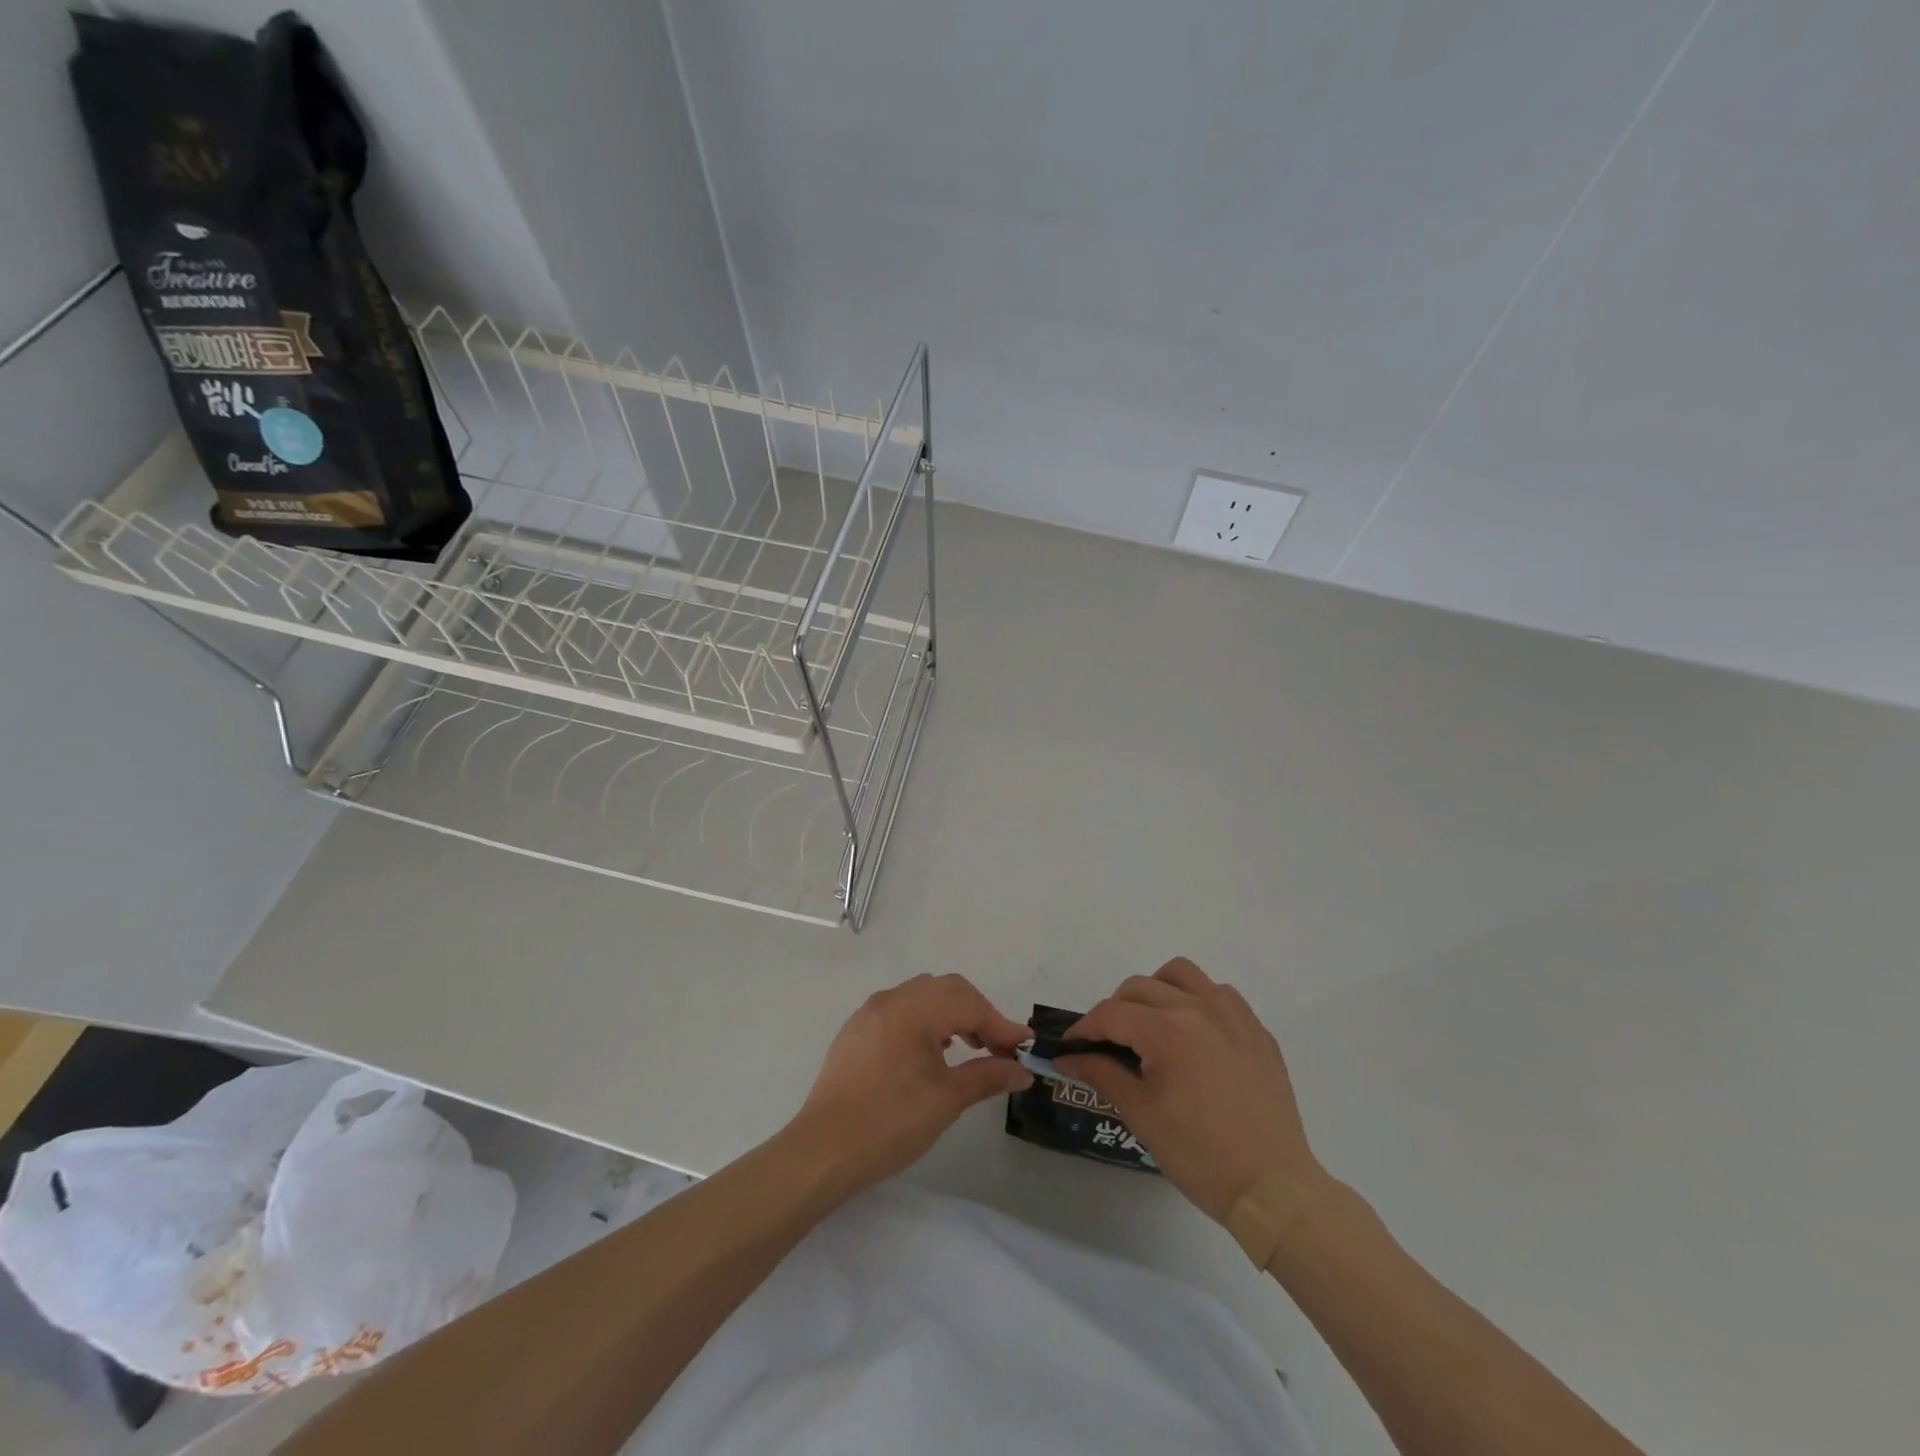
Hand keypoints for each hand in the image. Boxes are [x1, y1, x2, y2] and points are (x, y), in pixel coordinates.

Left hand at [788, 973, 1033, 1194]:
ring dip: (951, 1013)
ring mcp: (869, 1012)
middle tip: (999, 1047)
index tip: (1024, 1047)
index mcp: (913, 1009)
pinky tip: (932, 1050)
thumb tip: (1022, 1070)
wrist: (823, 1150)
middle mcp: (890, 999)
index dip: (1000, 1025)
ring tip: (969, 1046)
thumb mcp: (946, 1099)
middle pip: (946, 990)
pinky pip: (900, 1010)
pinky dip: (925, 1020)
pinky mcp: (856, 1030)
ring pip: (922, 996)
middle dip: (978, 1013)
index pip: (969, 1004)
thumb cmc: (890, 1122)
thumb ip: (987, 1075)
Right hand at [1055, 957, 1323, 1223]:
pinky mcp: (1257, 1029)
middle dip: (1115, 1011)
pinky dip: (1196, 1000)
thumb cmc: (1199, 1154)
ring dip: (1156, 991)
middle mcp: (1199, 1008)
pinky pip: (1218, 993)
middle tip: (1109, 1045)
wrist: (1273, 1188)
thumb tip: (1068, 1057)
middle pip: (1140, 987)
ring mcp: (1233, 1014)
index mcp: (1167, 1030)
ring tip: (1151, 1026)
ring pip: (1181, 974)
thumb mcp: (1141, 1114)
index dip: (1084, 1029)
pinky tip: (1193, 1035)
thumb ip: (1101, 1073)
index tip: (1071, 1047)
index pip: (1110, 1013)